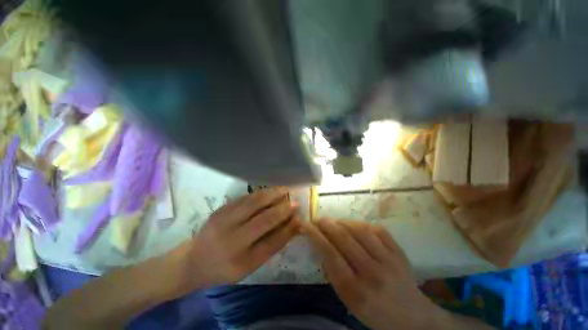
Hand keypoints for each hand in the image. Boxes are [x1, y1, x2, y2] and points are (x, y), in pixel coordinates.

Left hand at [181, 189, 300, 289]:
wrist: (193, 260)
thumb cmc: (224, 267)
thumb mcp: (249, 266)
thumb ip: (271, 245)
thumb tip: (291, 226)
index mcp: (240, 261)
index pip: (272, 242)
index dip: (288, 228)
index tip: (299, 217)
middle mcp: (231, 239)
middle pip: (264, 219)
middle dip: (283, 208)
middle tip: (295, 201)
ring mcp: (224, 220)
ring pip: (254, 203)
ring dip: (272, 195)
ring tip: (285, 190)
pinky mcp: (221, 209)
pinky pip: (245, 198)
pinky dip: (261, 193)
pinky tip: (269, 191)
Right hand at [302, 219, 444, 329]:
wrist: (413, 318)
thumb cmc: (375, 313)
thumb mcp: (349, 301)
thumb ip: (334, 274)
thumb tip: (322, 247)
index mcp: (356, 291)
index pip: (330, 254)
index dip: (315, 236)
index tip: (306, 225)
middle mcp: (372, 273)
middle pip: (344, 238)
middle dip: (326, 224)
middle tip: (318, 219)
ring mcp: (389, 260)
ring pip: (360, 230)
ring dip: (342, 222)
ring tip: (334, 222)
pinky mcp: (399, 252)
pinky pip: (377, 230)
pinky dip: (362, 224)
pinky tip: (355, 226)